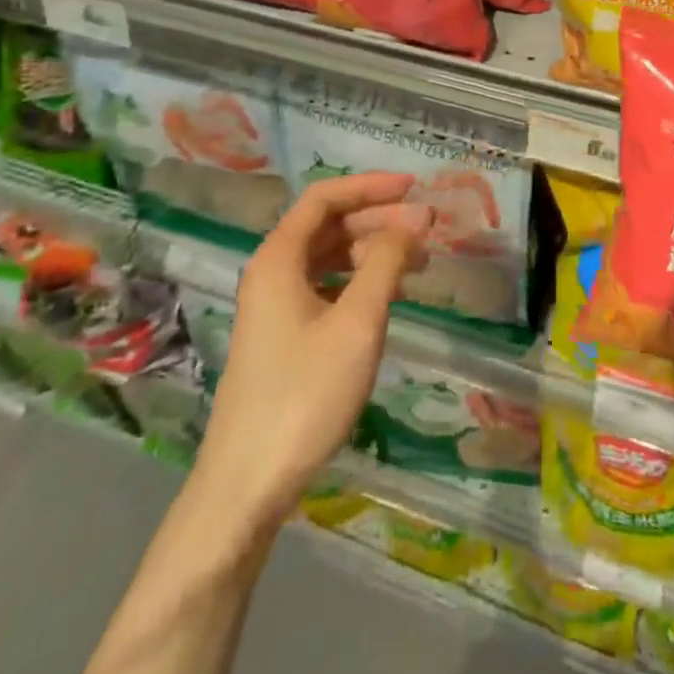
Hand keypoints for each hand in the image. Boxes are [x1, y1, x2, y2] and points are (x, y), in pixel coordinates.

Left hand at [194, 172, 429, 540]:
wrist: (247, 486)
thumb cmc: (304, 395)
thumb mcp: (357, 322)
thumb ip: (387, 261)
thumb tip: (417, 216)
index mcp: (278, 258)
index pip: (325, 197)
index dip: (370, 186)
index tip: (414, 189)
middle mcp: (272, 272)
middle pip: (328, 226)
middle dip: (378, 220)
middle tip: (426, 230)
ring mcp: (274, 306)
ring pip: (329, 258)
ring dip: (372, 252)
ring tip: (418, 263)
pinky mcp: (283, 336)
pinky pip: (326, 288)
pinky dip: (359, 282)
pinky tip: (389, 296)